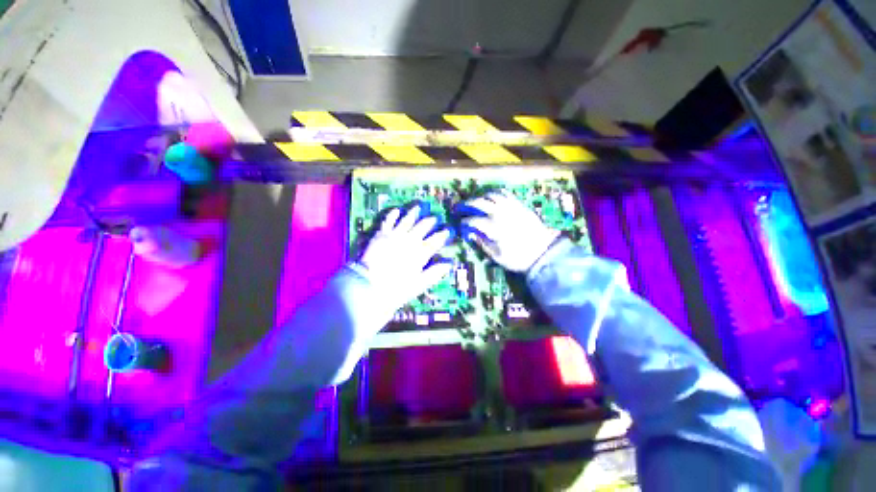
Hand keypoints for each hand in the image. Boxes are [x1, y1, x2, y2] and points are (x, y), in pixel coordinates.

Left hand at [358, 206, 452, 312]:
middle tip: (434, 218)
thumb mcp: (419, 284)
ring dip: (414, 213)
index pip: (435, 241)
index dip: (443, 235)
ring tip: (419, 207)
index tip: (447, 231)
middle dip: (430, 221)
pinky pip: (389, 220)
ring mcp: (395, 235)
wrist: (369, 284)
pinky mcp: (382, 234)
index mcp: (420, 252)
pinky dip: (393, 215)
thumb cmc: (396, 288)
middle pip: (423, 227)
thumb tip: (448, 264)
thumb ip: (434, 273)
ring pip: (408, 220)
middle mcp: (410, 240)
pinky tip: (397, 210)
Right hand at [461, 191, 560, 272]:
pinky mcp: (519, 205)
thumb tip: (471, 234)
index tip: (461, 224)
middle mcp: (500, 214)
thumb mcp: (497, 256)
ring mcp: (510, 208)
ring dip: (481, 197)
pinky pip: (505, 194)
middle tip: (462, 207)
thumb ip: (482, 243)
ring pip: (491, 195)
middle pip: (479, 203)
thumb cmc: (518, 257)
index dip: (464, 222)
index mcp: (493, 228)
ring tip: (476, 201)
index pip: (473, 221)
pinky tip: (492, 198)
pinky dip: (496, 194)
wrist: (543, 252)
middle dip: (468, 204)